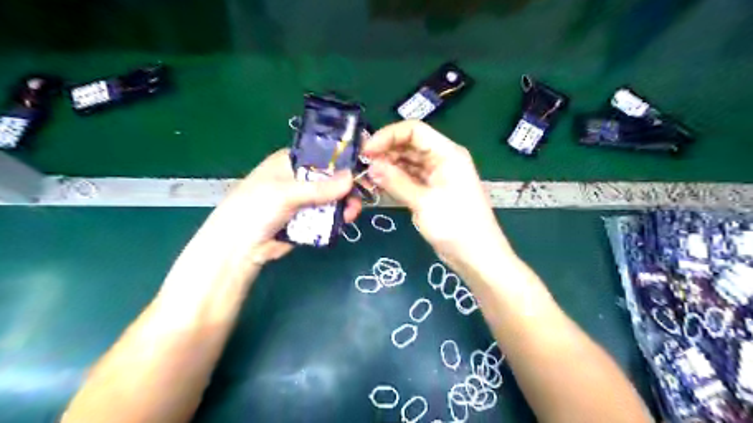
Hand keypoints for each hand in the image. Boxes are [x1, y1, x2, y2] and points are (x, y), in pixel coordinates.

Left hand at [196, 148, 360, 263]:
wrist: (240, 247)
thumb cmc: (256, 208)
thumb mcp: (287, 193)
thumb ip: (320, 187)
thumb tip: (352, 178)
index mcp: (291, 162)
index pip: (323, 154)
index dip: (343, 159)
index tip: (363, 165)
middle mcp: (300, 178)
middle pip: (331, 178)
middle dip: (347, 186)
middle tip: (364, 194)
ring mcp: (304, 200)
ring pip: (332, 198)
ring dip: (345, 204)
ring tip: (352, 213)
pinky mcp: (308, 219)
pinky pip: (328, 215)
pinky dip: (337, 218)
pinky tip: (345, 221)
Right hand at [361, 120, 508, 268]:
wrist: (476, 256)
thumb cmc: (455, 225)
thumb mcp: (423, 201)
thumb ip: (396, 181)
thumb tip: (371, 166)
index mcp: (446, 153)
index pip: (414, 131)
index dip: (388, 136)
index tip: (366, 150)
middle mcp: (441, 160)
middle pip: (409, 145)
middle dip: (385, 151)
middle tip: (362, 164)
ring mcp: (436, 176)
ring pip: (407, 162)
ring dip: (388, 166)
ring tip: (367, 176)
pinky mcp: (430, 191)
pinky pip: (409, 178)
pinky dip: (394, 180)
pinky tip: (378, 185)